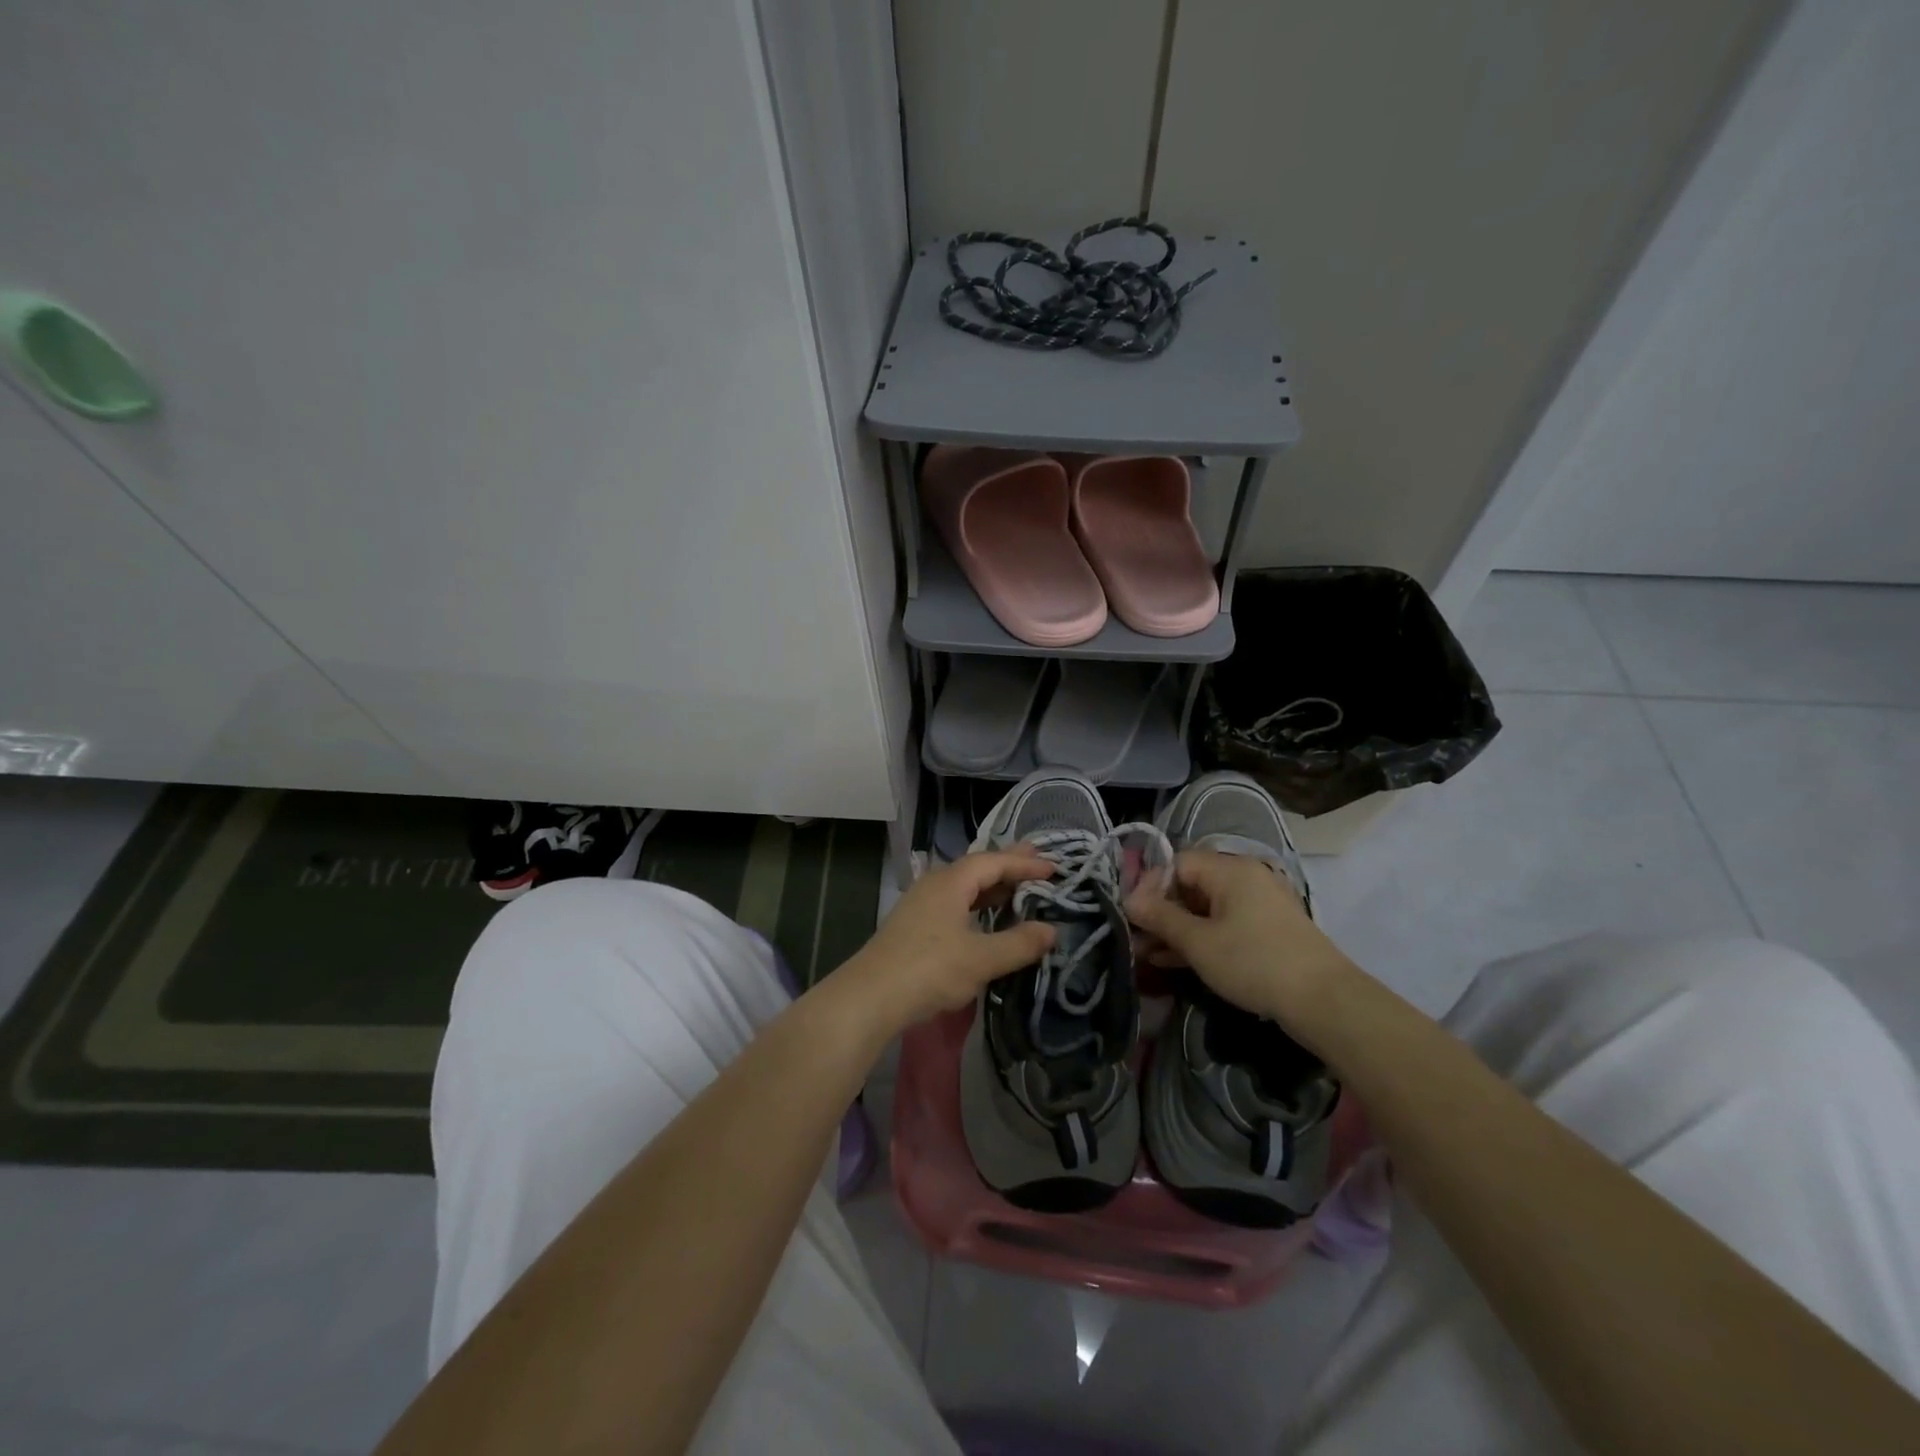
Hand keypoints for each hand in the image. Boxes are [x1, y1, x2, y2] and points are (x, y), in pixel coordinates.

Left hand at [839, 849, 1056, 1031]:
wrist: (870, 997)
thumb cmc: (929, 970)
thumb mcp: (981, 959)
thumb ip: (1019, 944)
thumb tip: (1051, 930)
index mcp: (950, 882)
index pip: (993, 862)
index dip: (1024, 863)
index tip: (1054, 868)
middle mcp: (935, 884)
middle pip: (977, 867)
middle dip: (1008, 864)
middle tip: (1037, 858)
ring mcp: (921, 904)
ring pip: (964, 886)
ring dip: (992, 886)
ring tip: (1017, 886)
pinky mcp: (915, 925)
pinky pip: (955, 902)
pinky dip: (977, 903)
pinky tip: (985, 916)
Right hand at [1124, 850, 1355, 1029]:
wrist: (1323, 1001)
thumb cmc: (1253, 962)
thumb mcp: (1198, 942)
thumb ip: (1160, 917)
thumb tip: (1129, 900)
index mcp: (1229, 869)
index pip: (1176, 863)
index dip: (1149, 887)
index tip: (1131, 916)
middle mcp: (1245, 878)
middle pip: (1190, 885)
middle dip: (1160, 912)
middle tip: (1136, 939)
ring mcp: (1259, 904)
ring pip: (1206, 908)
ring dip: (1176, 929)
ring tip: (1147, 954)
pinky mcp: (1268, 930)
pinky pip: (1224, 924)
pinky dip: (1200, 938)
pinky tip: (1174, 960)